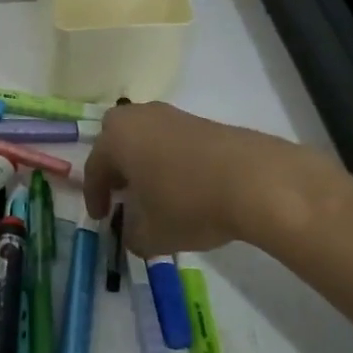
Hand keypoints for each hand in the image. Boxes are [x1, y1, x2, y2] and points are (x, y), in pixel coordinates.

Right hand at [82, 102, 325, 255]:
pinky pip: (173, 141)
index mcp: (116, 138)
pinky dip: (171, 161)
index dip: (95, 197)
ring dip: (145, 163)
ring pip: (147, 138)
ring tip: (156, 193)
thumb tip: (133, 234)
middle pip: (117, 140)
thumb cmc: (189, 204)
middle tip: (122, 195)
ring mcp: (174, 116)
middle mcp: (140, 118)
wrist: (257, 181)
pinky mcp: (204, 122)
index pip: (95, 167)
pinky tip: (186, 186)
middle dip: (116, 168)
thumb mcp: (152, 235)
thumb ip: (132, 236)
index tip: (102, 219)